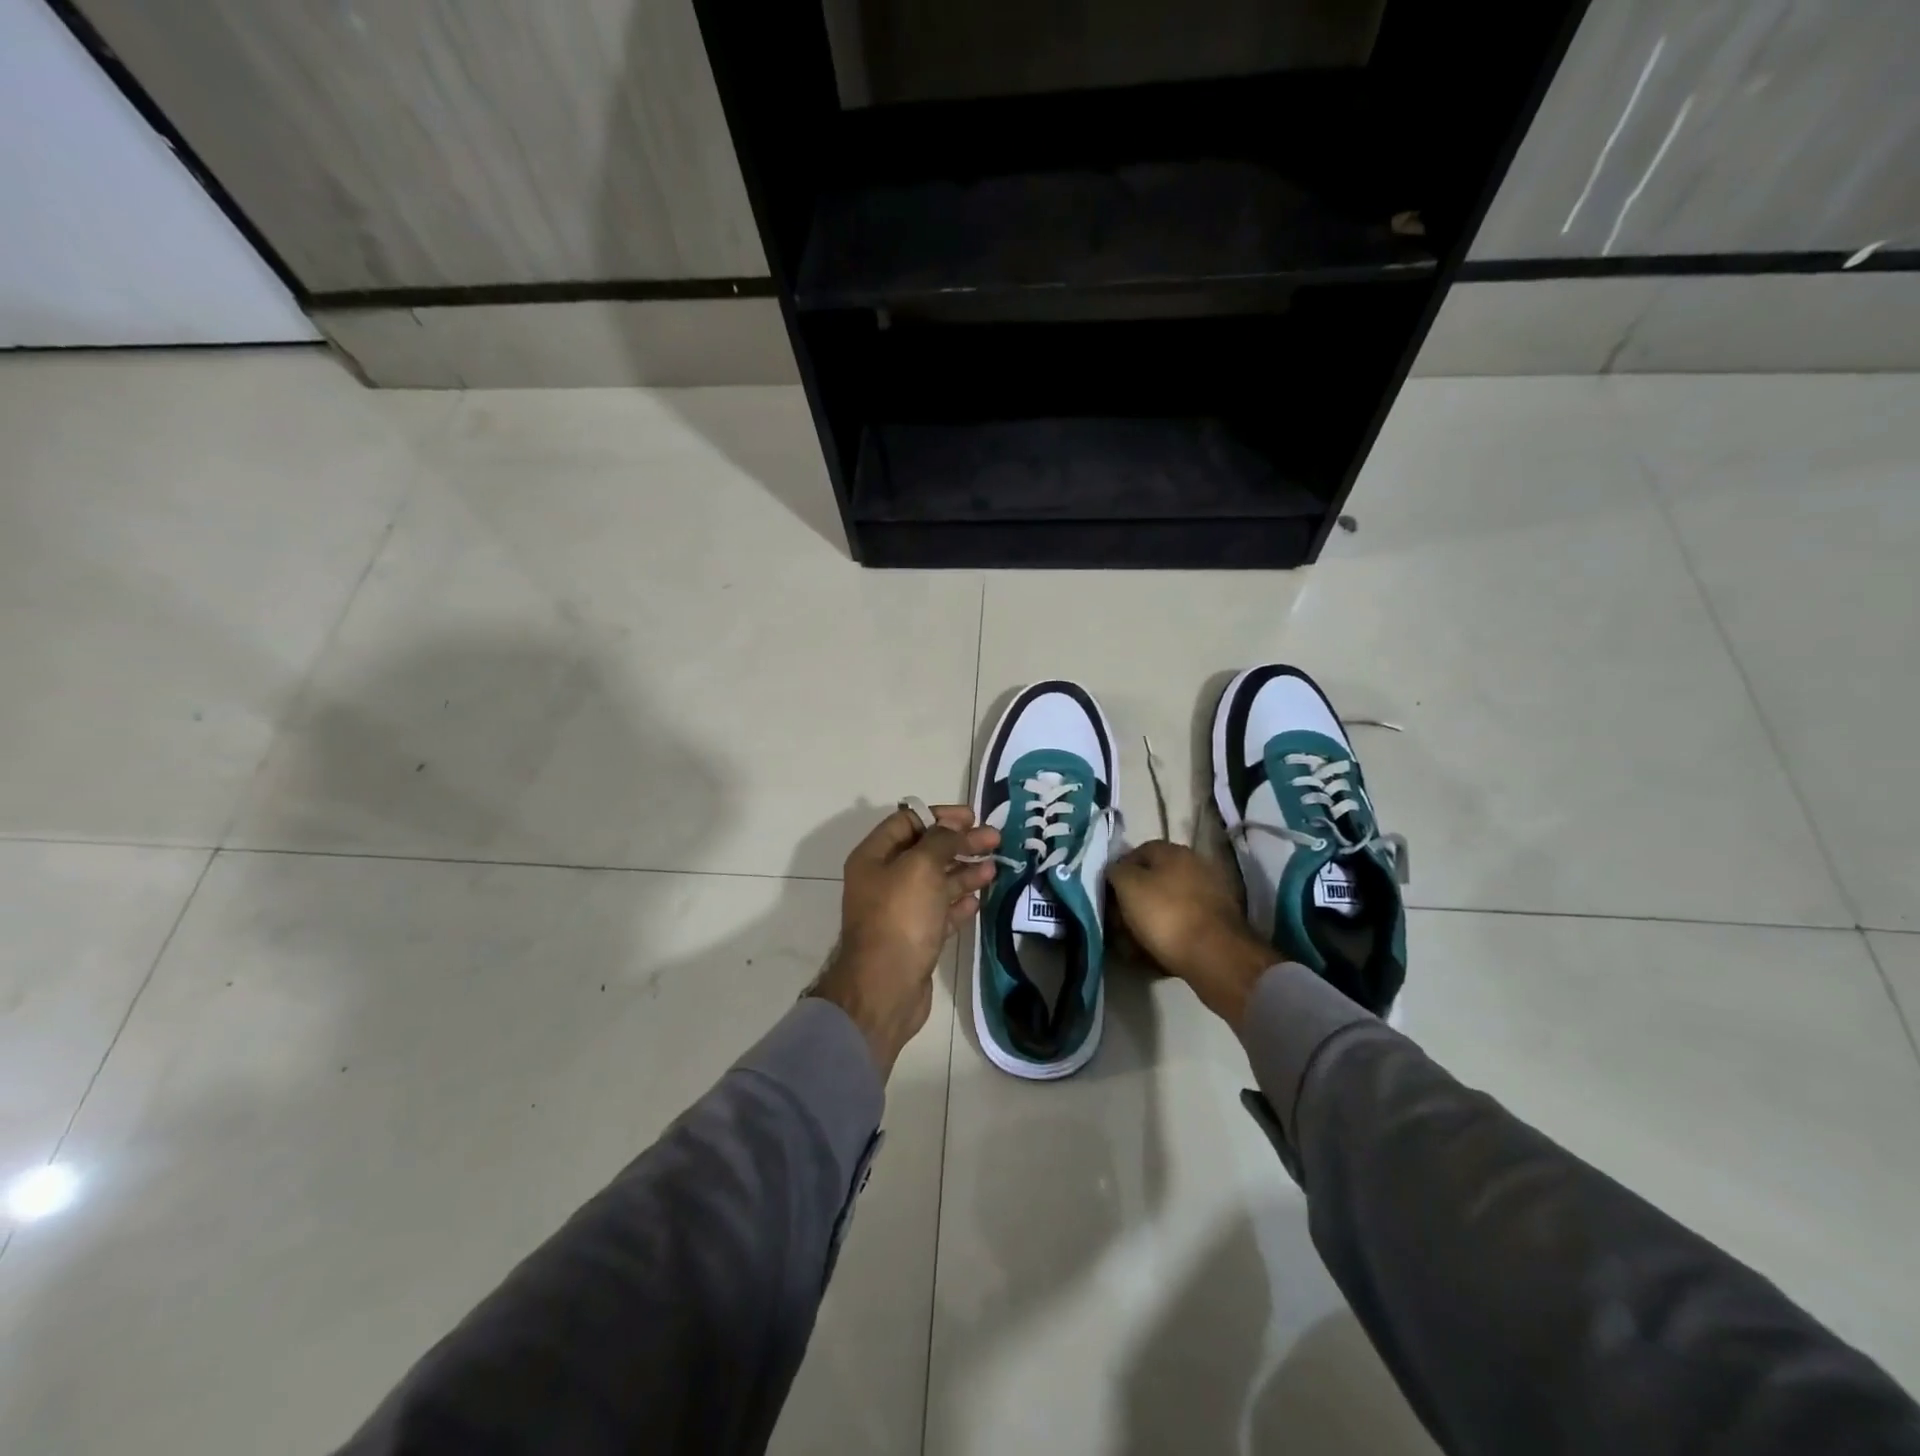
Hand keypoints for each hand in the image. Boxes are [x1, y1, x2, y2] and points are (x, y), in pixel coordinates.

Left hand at [811, 804, 998, 1077]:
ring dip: (964, 872)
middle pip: (925, 851)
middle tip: (994, 840)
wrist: (885, 987)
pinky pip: (939, 911)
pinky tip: (978, 901)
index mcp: (874, 856)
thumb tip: (955, 827)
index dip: (939, 815)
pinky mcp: (915, 937)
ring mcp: (899, 910)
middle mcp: (883, 879)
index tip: (972, 817)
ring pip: (935, 882)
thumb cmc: (900, 917)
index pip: (907, 821)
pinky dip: (958, 903)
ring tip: (994, 868)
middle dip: (959, 843)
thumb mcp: (921, 866)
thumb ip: (941, 840)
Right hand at [1106, 840, 1275, 1028]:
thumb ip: (1116, 871)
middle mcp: (1195, 866)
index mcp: (1174, 851)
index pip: (1137, 852)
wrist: (1215, 956)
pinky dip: (1168, 934)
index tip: (1108, 895)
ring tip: (1132, 944)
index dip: (1119, 872)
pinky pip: (1183, 924)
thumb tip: (1115, 870)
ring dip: (1148, 920)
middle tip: (1118, 922)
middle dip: (1133, 899)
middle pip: (1153, 879)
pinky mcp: (1218, 922)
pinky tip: (1155, 952)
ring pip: (1167, 904)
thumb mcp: (1128, 886)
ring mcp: (1210, 894)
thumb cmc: (1165, 914)